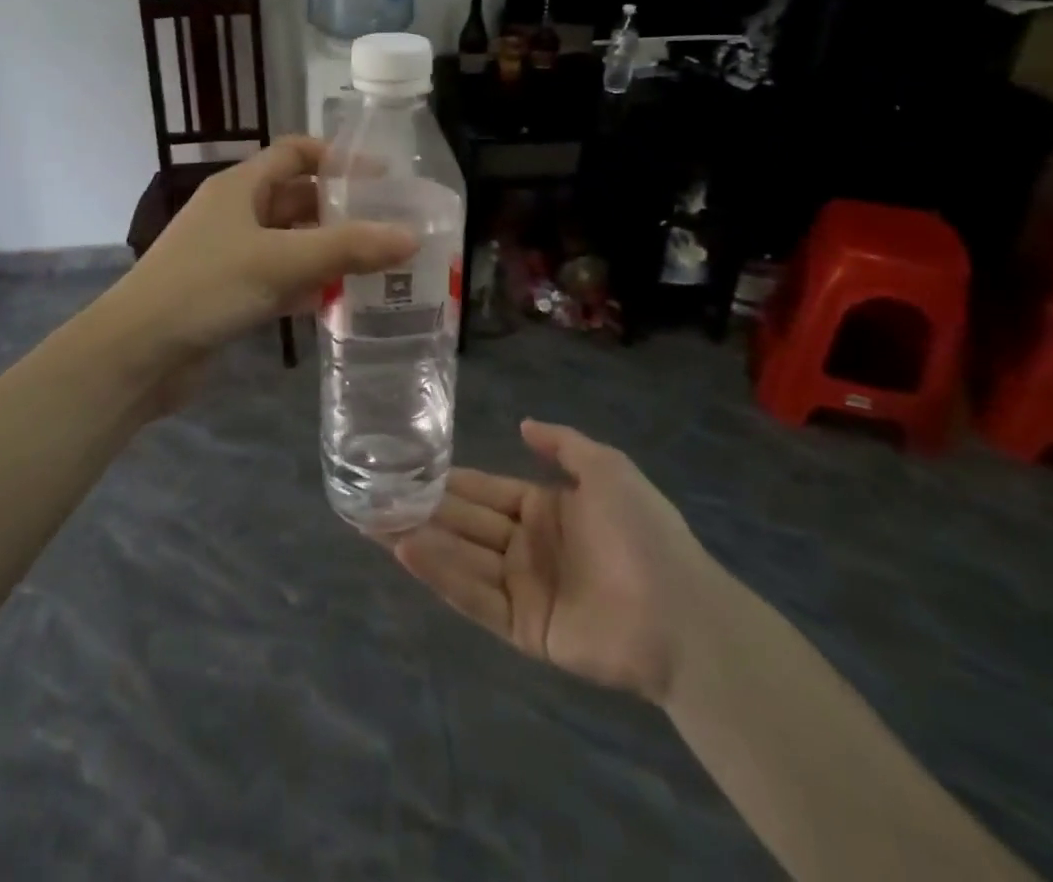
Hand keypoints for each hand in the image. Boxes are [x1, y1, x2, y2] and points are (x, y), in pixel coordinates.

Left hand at [112, 136, 417, 357]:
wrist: (137, 353)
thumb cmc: (207, 287)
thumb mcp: (281, 261)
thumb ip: (347, 248)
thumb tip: (411, 237)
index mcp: (240, 186)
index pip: (295, 153)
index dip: (337, 158)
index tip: (382, 177)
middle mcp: (235, 213)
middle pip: (297, 199)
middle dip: (340, 210)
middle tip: (390, 226)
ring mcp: (230, 255)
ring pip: (290, 242)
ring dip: (328, 251)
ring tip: (379, 264)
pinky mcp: (229, 294)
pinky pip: (278, 279)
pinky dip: (307, 285)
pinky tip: (340, 300)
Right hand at [390, 421, 709, 707]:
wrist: (681, 611)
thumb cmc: (643, 531)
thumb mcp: (607, 468)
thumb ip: (563, 444)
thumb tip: (523, 424)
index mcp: (545, 509)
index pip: (485, 490)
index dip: (449, 480)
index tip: (407, 467)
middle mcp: (527, 546)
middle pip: (464, 523)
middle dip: (421, 509)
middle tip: (372, 496)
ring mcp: (523, 588)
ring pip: (462, 558)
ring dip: (419, 539)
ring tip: (372, 521)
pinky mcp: (522, 628)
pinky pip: (475, 596)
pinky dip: (440, 574)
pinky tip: (407, 550)